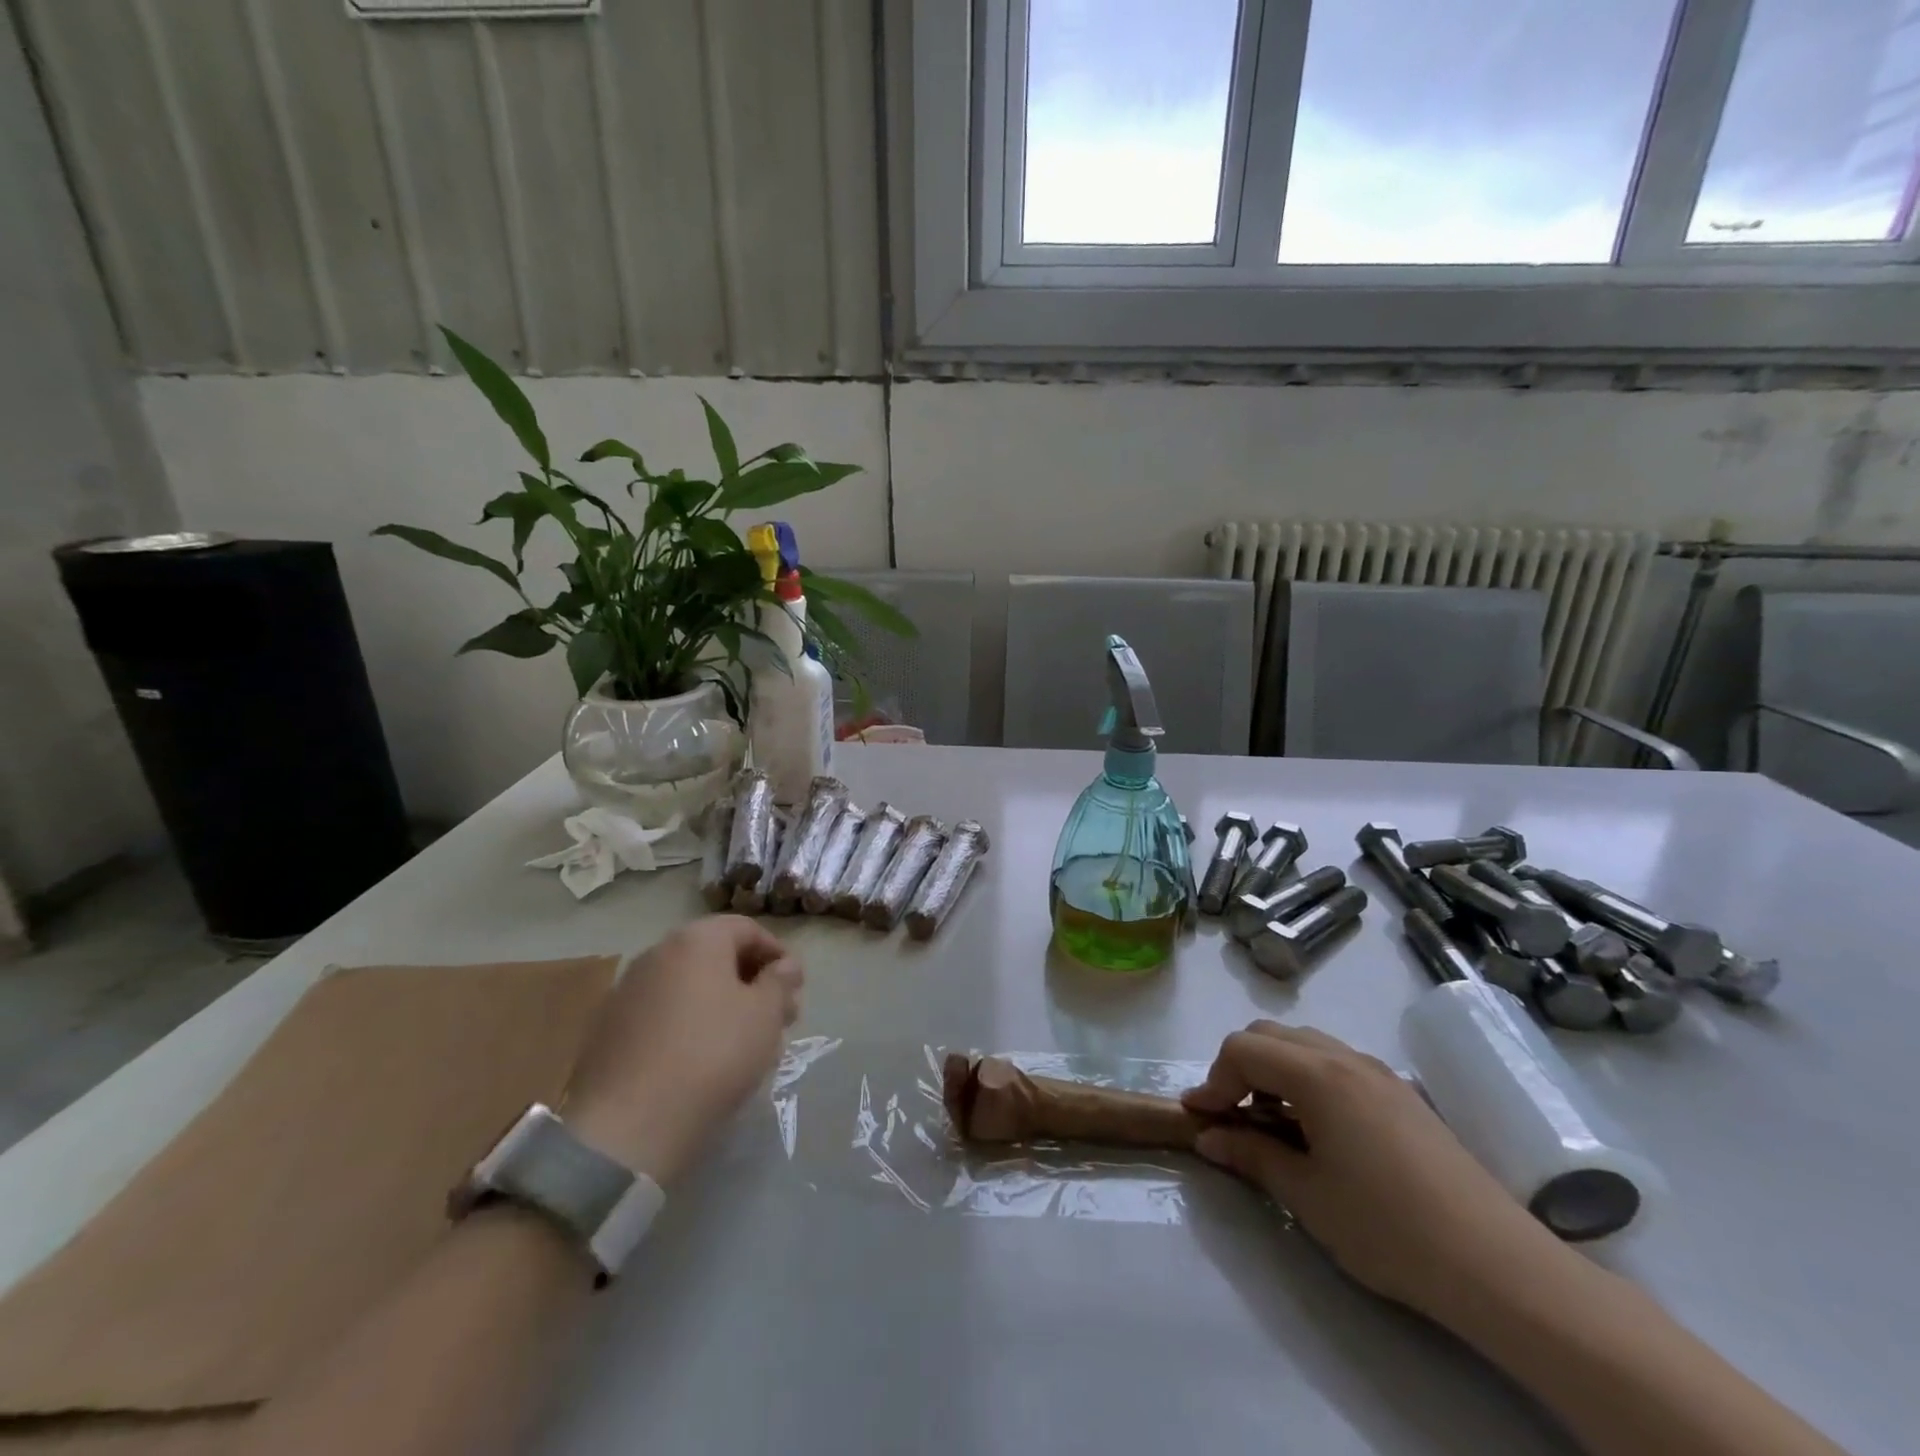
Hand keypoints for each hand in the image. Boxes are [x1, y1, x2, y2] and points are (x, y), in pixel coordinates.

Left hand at [564, 915, 801, 1186]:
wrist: (627, 1125)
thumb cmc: (712, 1055)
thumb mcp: (765, 1015)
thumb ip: (780, 981)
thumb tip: (785, 966)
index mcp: (696, 940)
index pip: (747, 928)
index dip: (778, 953)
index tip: (796, 987)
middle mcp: (657, 953)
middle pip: (716, 956)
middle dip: (752, 982)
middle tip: (778, 1018)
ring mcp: (628, 991)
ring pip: (690, 987)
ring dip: (723, 1005)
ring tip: (746, 1044)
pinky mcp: (610, 1030)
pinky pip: (664, 1014)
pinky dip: (691, 1025)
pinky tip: (705, 1061)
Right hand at [1183, 1021, 1569, 1319]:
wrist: (1498, 1266)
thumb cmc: (1388, 1229)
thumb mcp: (1307, 1196)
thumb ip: (1251, 1156)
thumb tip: (1209, 1138)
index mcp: (1316, 1074)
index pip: (1242, 1050)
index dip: (1213, 1080)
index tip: (1201, 1119)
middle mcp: (1344, 1057)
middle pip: (1270, 1034)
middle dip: (1239, 1067)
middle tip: (1232, 1115)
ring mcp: (1378, 1072)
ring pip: (1305, 1044)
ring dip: (1274, 1070)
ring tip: (1272, 1123)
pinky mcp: (1402, 1095)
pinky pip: (1336, 1063)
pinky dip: (1307, 1079)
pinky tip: (1317, 1130)